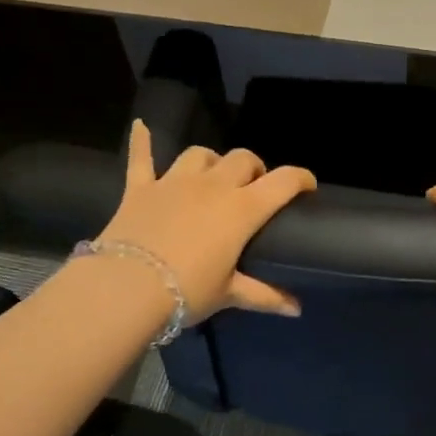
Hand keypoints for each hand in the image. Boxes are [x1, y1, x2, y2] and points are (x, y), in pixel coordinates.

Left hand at [98, 120, 315, 319]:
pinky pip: (142, 157)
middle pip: (242, 159)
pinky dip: (142, 141)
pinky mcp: (141, 188)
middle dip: (254, 169)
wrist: (128, 288)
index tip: (308, 185)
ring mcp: (174, 182)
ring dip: (212, 161)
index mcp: (241, 209)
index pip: (282, 182)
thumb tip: (296, 309)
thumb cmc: (188, 291)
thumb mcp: (229, 295)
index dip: (301, 178)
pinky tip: (141, 126)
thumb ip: (265, 296)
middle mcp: (212, 186)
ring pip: (200, 155)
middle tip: (254, 188)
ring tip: (213, 175)